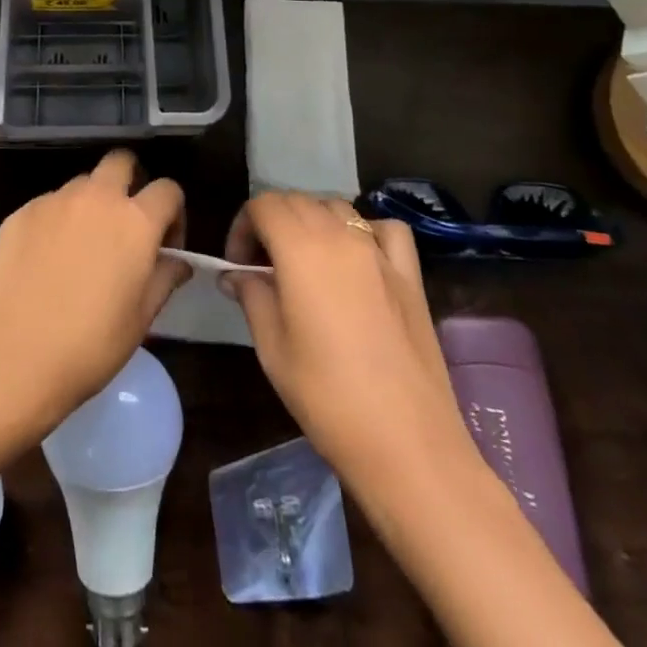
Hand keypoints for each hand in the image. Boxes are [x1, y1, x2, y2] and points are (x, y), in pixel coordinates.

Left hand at [0, 150, 189, 428]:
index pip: (168, 189)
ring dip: (91, 203)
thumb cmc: (90, 344)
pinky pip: (49, 204)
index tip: (165, 246)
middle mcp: (97, 197)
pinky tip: (46, 261)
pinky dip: (56, 221)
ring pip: (82, 183)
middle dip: (130, 181)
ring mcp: (55, 200)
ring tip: (81, 247)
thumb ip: (164, 279)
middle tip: (124, 224)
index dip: (173, 213)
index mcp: (135, 220)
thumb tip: (177, 261)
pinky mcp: (21, 212)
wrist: (12, 353)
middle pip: (121, 161)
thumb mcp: (141, 319)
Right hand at [224, 192, 469, 474]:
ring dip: (312, 222)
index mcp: (301, 248)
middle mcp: (341, 235)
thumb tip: (236, 274)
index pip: (263, 205)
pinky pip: (384, 229)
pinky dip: (364, 230)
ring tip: (303, 262)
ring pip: (337, 207)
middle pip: (298, 201)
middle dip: (272, 222)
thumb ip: (252, 296)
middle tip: (262, 267)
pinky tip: (358, 259)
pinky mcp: (410, 275)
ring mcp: (380, 252)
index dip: (242, 227)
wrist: (408, 445)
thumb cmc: (327, 397)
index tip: (237, 265)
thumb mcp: (272, 348)